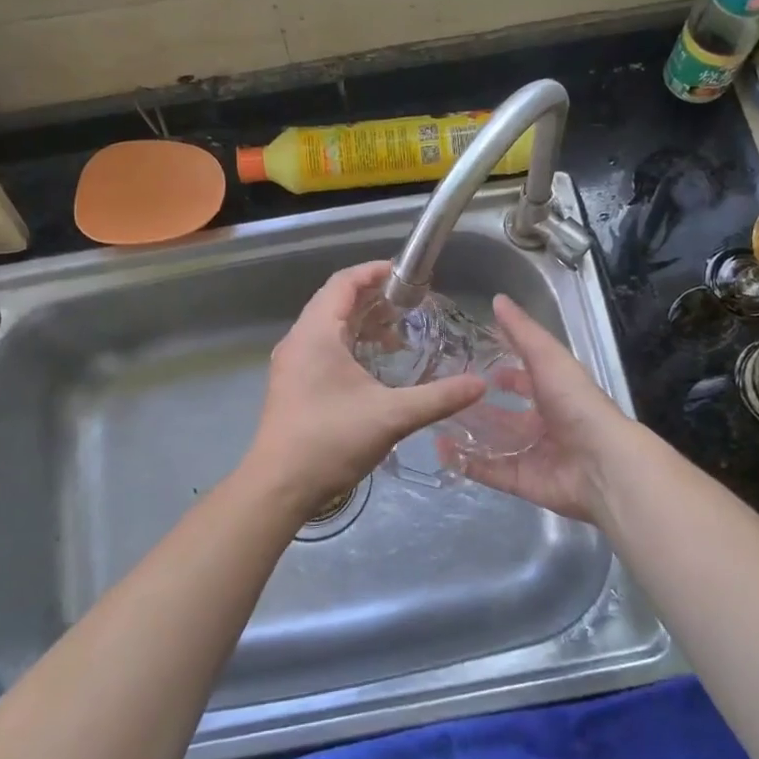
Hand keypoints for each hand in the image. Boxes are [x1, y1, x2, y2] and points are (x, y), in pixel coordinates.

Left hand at [243, 262, 485, 524]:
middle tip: (411, 305)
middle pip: (335, 301)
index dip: (375, 272)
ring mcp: (291, 363)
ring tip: (397, 336)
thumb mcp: (391, 416)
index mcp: (316, 333)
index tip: (408, 275)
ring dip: (361, 323)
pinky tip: (374, 366)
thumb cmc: (331, 440)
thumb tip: (479, 384)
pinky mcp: (291, 384)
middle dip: (373, 298)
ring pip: (328, 326)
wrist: (279, 486)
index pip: (344, 282)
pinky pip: (322, 347)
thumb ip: (438, 397)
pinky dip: (349, 344)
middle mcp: (299, 340)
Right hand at [450, 295, 634, 523]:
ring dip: (466, 432)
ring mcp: (530, 454)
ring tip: (433, 419)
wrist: (601, 463)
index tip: (471, 363)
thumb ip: (522, 332)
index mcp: (553, 394)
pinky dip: (464, 461)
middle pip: (503, 415)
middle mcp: (542, 424)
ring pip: (492, 442)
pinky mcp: (520, 480)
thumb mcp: (548, 357)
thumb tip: (497, 298)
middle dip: (477, 406)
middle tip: (443, 395)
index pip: (523, 380)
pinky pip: (487, 470)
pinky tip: (439, 450)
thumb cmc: (576, 403)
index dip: (502, 372)